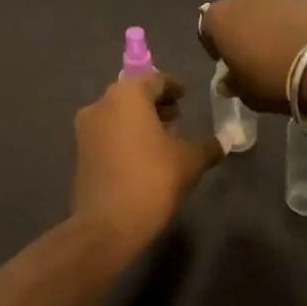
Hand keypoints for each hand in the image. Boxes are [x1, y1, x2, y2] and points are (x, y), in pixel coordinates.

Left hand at [70, 74, 223, 250]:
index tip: (186, 98)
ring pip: (118, 113)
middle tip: (177, 117)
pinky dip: (125, 135)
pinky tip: (143, 156)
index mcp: (127, 95)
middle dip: (155, 104)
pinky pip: (107, 132)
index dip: (173, 88)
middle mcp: (101, 103)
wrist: (107, 226)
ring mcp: (85, 128)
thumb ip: (210, 146)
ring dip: (140, 120)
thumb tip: (227, 139)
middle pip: (133, 94)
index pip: (155, 80)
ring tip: (163, 139)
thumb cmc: (153, 181)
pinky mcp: (79, 151)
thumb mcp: (190, 162)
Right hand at [199, 0, 306, 113]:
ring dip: (268, 23)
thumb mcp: (247, 93)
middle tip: (255, 55)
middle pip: (236, 12)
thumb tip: (227, 81)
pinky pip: (290, 9)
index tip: (228, 63)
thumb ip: (233, 83)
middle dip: (242, 30)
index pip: (207, 29)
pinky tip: (304, 43)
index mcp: (219, 17)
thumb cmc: (275, 80)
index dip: (216, 47)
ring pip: (264, 8)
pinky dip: (292, 22)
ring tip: (283, 49)